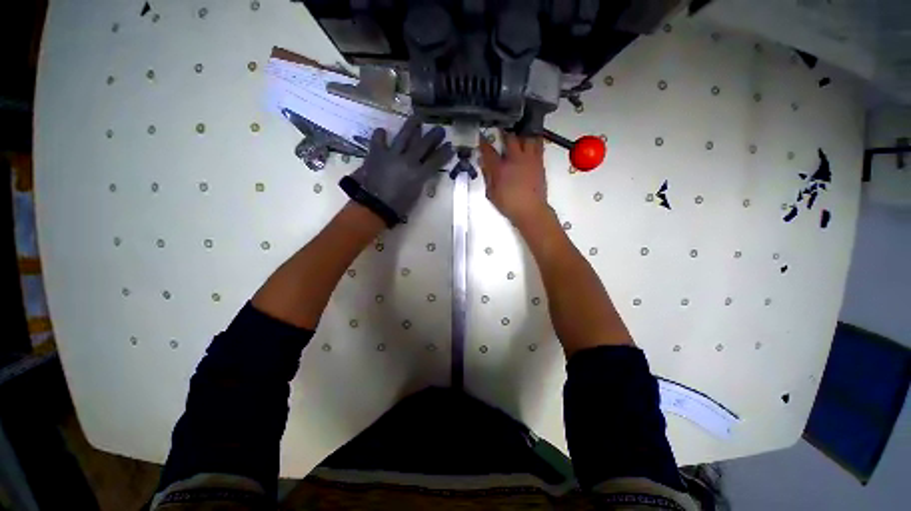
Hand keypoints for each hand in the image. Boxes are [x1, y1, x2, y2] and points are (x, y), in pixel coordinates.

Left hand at [341, 117, 452, 226]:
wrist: (375, 206)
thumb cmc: (398, 206)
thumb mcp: (415, 194)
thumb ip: (420, 180)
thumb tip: (422, 169)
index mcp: (419, 175)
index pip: (436, 161)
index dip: (444, 153)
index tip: (450, 145)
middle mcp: (408, 161)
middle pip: (423, 145)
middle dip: (434, 136)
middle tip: (440, 129)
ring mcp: (392, 155)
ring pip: (404, 136)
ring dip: (412, 126)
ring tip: (417, 117)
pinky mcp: (376, 154)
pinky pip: (378, 140)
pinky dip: (380, 135)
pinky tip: (383, 131)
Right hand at [479, 132, 549, 227]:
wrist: (531, 210)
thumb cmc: (508, 204)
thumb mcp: (491, 193)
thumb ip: (487, 176)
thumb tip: (483, 162)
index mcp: (500, 168)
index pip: (489, 151)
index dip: (483, 143)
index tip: (480, 136)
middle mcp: (515, 159)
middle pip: (510, 138)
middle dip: (504, 132)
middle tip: (501, 129)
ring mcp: (529, 159)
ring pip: (527, 137)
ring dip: (521, 133)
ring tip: (518, 131)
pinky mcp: (539, 162)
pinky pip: (539, 144)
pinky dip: (534, 139)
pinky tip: (531, 139)